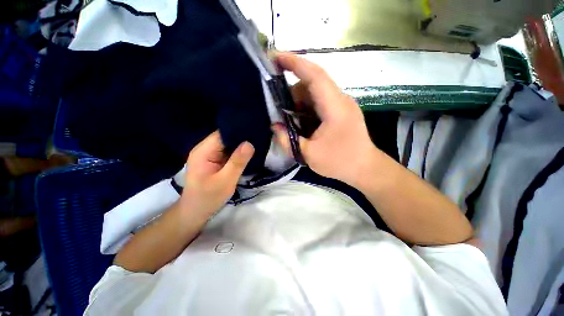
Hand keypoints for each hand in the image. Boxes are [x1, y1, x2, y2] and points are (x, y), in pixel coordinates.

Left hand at [180, 131, 253, 217]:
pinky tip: (248, 153)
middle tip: (259, 138)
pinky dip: (238, 152)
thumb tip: (249, 143)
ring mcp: (209, 155)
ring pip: (228, 144)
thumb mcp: (225, 181)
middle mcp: (204, 149)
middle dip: (241, 138)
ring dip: (240, 145)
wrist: (196, 212)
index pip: (222, 134)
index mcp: (203, 151)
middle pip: (225, 137)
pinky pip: (228, 152)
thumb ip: (237, 162)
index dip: (238, 131)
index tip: (254, 131)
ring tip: (256, 144)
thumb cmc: (208, 198)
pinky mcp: (214, 161)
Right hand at [272, 52, 379, 186]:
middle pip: (312, 83)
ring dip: (299, 102)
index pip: (314, 75)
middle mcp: (340, 99)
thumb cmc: (340, 162)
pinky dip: (306, 108)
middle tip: (280, 109)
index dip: (294, 63)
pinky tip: (301, 122)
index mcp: (335, 107)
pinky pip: (319, 101)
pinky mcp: (340, 111)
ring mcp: (341, 104)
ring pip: (315, 92)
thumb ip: (288, 140)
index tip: (275, 57)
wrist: (365, 168)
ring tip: (291, 120)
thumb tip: (275, 126)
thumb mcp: (309, 155)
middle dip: (292, 92)